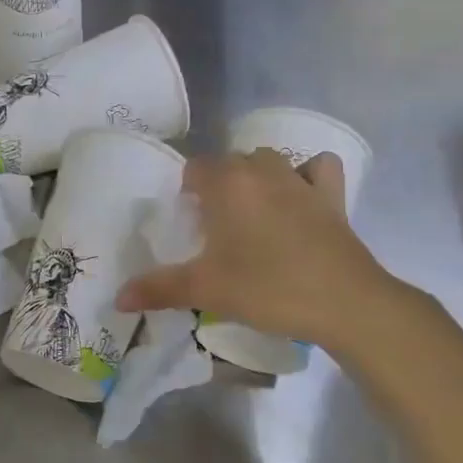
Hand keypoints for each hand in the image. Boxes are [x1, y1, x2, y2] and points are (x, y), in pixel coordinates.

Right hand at [116, 149, 408, 348]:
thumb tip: (118, 298)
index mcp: (227, 184)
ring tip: (253, 214)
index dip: (188, 192)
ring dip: (256, 177)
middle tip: (216, 227)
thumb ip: (159, 288)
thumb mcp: (206, 290)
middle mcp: (262, 170)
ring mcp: (300, 179)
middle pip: (230, 162)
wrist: (344, 302)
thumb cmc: (267, 288)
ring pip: (269, 161)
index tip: (190, 223)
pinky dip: (308, 175)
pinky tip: (302, 198)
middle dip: (218, 185)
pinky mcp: (332, 195)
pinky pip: (317, 168)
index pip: (195, 168)